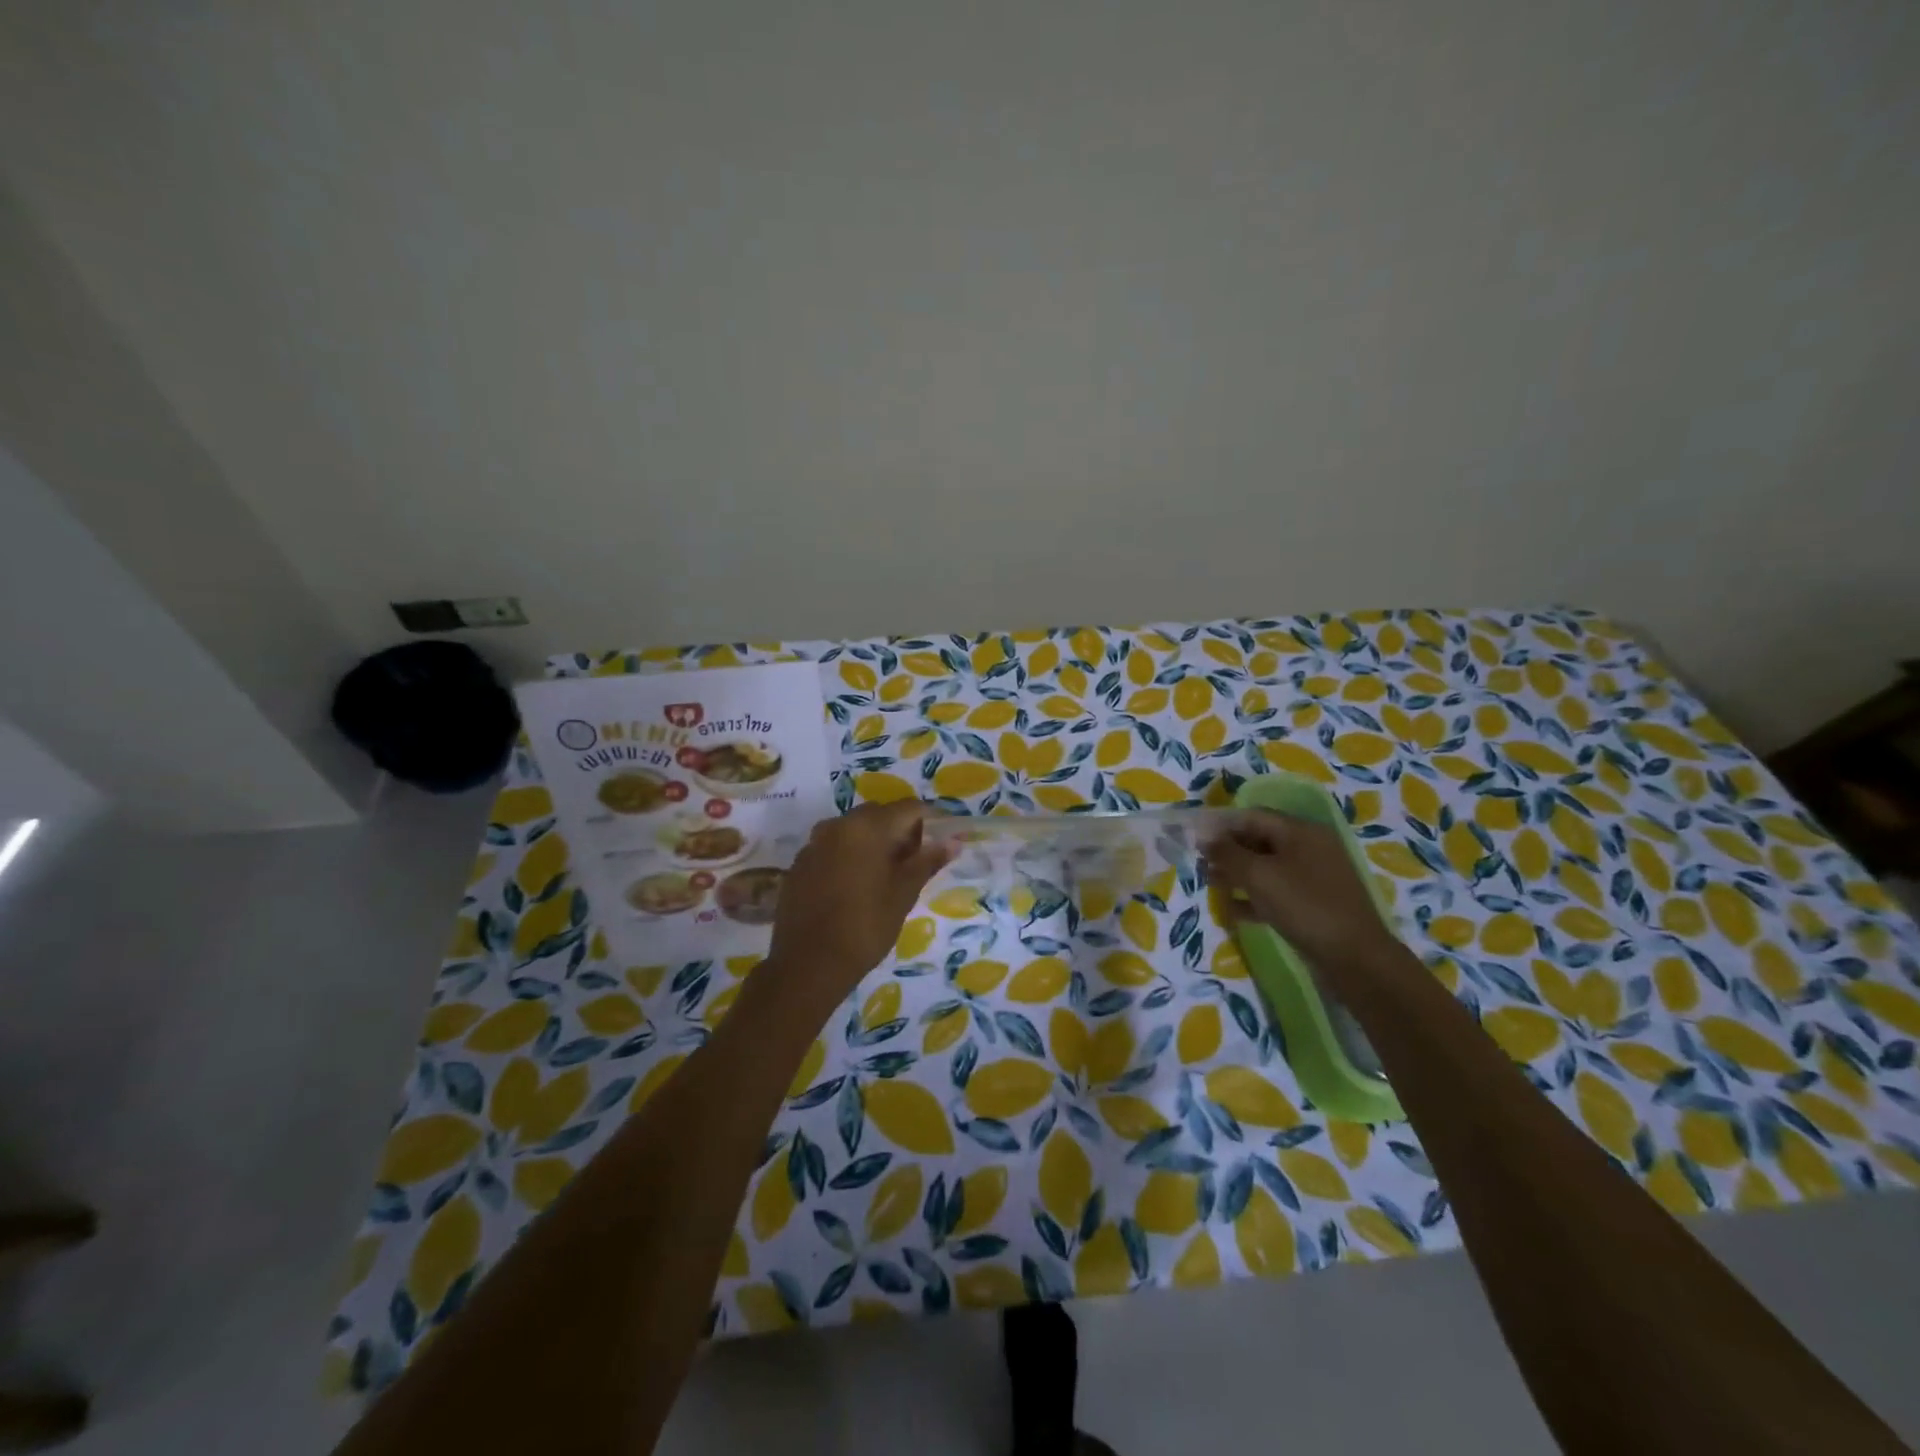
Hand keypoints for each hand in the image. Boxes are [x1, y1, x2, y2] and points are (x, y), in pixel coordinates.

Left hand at [763, 801, 950, 1005]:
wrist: (808, 965)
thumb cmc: (865, 927)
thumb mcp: (903, 894)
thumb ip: (927, 861)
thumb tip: (953, 841)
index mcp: (866, 827)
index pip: (908, 808)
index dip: (929, 820)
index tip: (941, 842)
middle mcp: (837, 825)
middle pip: (878, 815)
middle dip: (900, 831)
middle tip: (915, 862)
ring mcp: (813, 844)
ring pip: (853, 830)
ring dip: (873, 843)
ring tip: (886, 876)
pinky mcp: (799, 865)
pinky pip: (831, 848)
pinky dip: (849, 857)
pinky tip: (855, 887)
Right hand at [1202, 810, 1406, 992]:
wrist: (1355, 958)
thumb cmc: (1304, 905)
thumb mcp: (1259, 875)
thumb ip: (1228, 853)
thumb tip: (1205, 838)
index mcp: (1301, 831)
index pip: (1253, 816)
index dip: (1222, 825)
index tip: (1195, 839)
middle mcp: (1310, 848)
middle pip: (1260, 840)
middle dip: (1228, 851)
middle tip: (1201, 865)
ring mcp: (1314, 877)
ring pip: (1267, 867)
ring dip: (1238, 874)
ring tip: (1212, 885)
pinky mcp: (1314, 904)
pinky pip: (1277, 892)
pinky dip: (1254, 897)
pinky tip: (1233, 910)